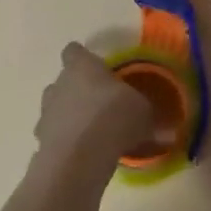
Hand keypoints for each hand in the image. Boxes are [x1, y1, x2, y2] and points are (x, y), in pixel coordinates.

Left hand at [34, 43, 155, 172]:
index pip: (74, 51)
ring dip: (68, 117)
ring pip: (55, 109)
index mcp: (81, 66)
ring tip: (90, 132)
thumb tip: (170, 132)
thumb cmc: (113, 117)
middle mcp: (59, 84)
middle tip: (99, 104)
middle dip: (77, 90)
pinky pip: (54, 137)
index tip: (96, 68)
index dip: (83, 58)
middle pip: (63, 81)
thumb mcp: (143, 113)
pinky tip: (82, 155)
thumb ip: (151, 118)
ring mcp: (46, 113)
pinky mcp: (40, 142)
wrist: (79, 159)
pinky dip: (65, 143)